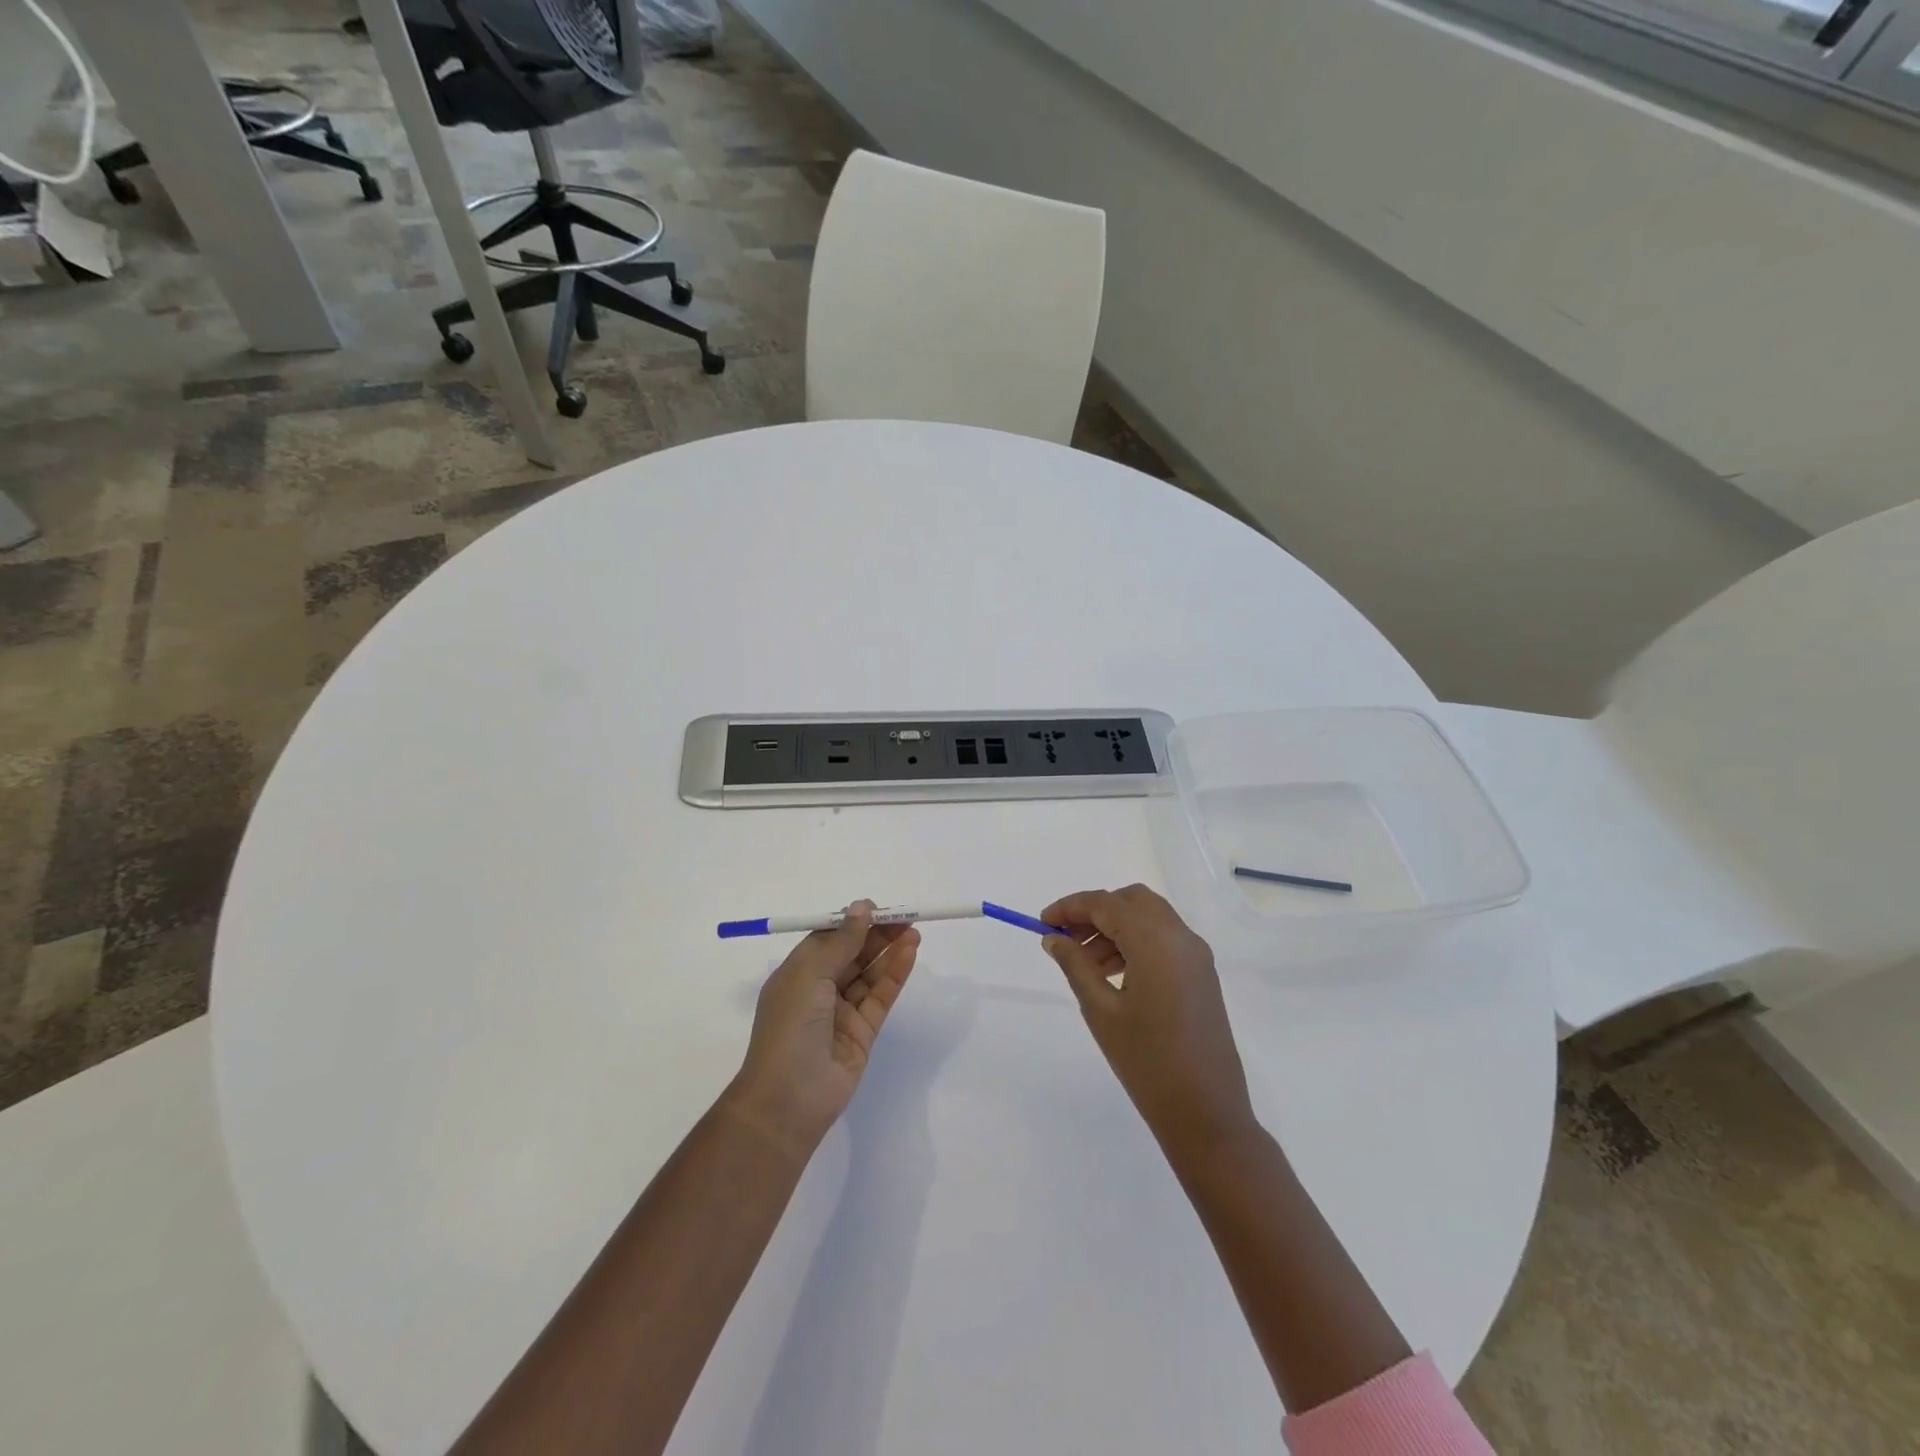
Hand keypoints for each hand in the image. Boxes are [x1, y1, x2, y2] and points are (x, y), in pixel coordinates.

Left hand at [726, 902, 919, 1159]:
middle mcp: (818, 990)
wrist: (788, 1099)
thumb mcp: (810, 974)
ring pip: (870, 974)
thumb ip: (841, 941)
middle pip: (852, 954)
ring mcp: (841, 1012)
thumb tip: (861, 907)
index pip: (828, 939)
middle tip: (905, 917)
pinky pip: (881, 996)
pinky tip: (909, 953)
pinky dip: (895, 974)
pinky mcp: (863, 1032)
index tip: (876, 909)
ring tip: (914, 931)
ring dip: (890, 951)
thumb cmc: (789, 1026)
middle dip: (876, 934)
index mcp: (797, 973)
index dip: (852, 922)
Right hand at [1041, 885, 1254, 1157]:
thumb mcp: (1101, 1010)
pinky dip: (1135, 942)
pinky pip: (1164, 939)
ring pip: (1148, 918)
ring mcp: (1196, 955)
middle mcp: (1180, 937)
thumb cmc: (1147, 1061)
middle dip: (1095, 912)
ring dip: (1114, 928)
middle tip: (1066, 938)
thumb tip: (1053, 938)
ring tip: (1085, 964)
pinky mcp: (1202, 974)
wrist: (1206, 1112)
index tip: (1043, 924)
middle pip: (1131, 901)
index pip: (1106, 903)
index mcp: (1156, 941)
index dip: (1071, 907)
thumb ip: (1075, 965)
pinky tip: (1114, 974)